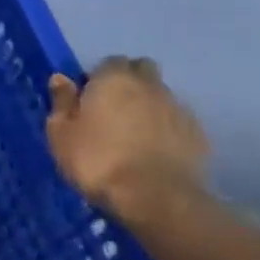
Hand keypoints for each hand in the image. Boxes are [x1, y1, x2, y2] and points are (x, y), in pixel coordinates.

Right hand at [46, 56, 210, 223]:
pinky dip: (165, 128)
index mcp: (114, 79)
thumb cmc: (97, 160)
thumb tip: (61, 78)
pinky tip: (153, 151)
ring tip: (132, 135)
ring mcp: (178, 109)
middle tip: (111, 110)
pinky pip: (176, 121)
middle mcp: (150, 86)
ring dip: (147, 106)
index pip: (110, 62)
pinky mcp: (198, 134)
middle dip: (129, 82)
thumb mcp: (61, 133)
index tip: (87, 99)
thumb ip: (62, 102)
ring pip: (161, 96)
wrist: (156, 197)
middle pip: (142, 70)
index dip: (98, 77)